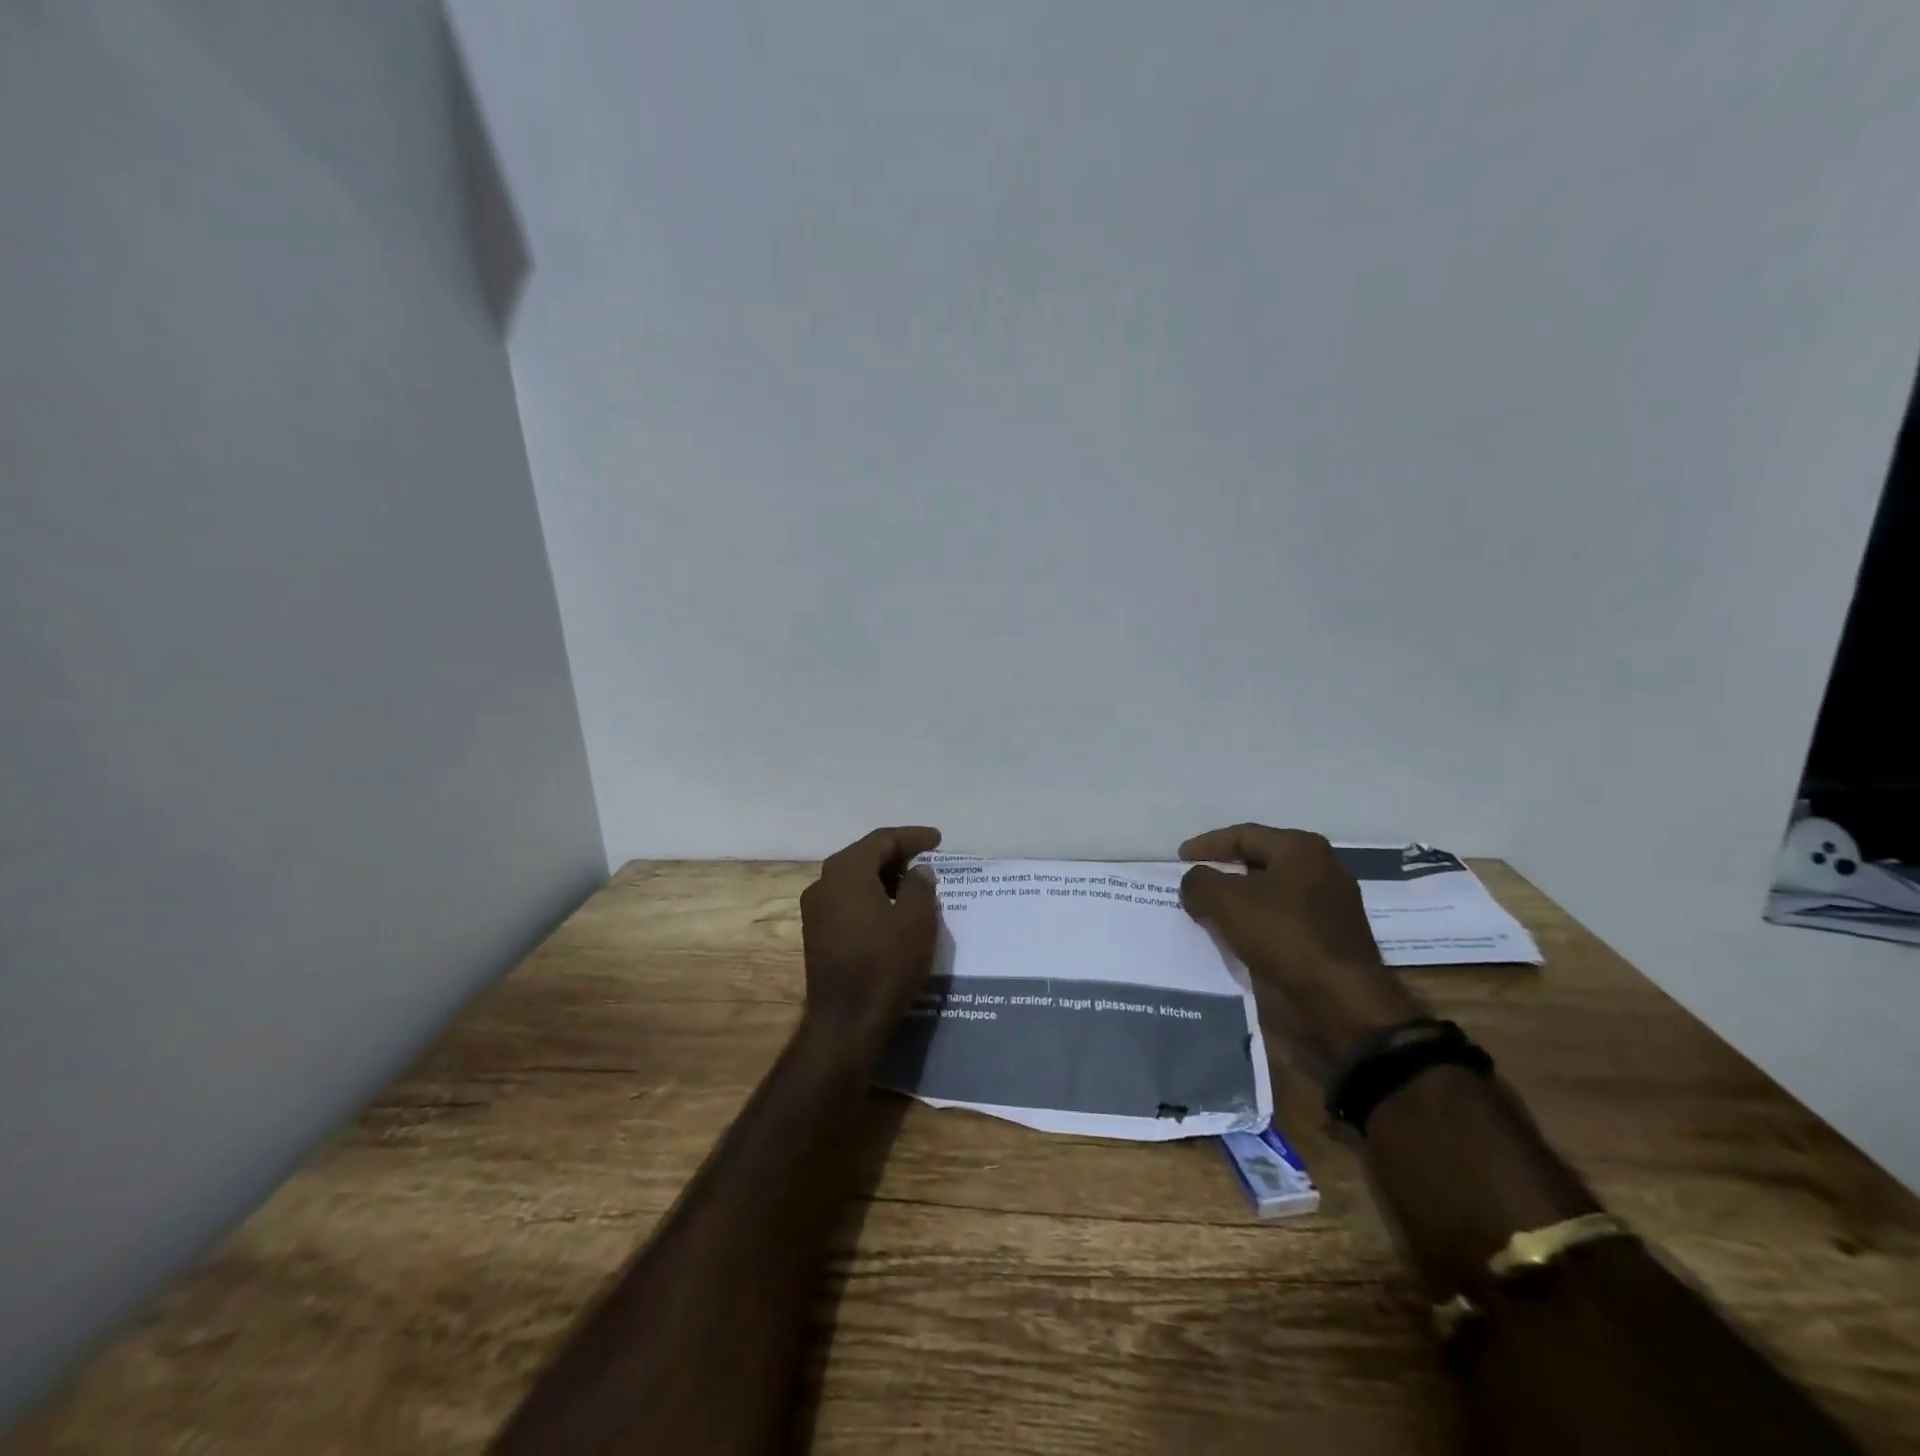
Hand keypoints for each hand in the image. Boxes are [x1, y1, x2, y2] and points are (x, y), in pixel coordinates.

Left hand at [800, 826, 942, 1053]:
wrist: (846, 1021)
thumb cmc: (885, 964)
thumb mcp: (916, 920)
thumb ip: (919, 885)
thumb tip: (918, 871)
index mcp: (845, 871)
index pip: (882, 840)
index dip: (912, 836)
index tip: (938, 839)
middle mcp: (823, 883)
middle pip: (865, 856)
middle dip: (897, 855)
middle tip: (927, 858)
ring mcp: (815, 910)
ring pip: (855, 880)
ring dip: (884, 877)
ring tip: (915, 884)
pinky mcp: (817, 934)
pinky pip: (848, 901)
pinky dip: (872, 897)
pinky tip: (893, 910)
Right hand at [1179, 824, 1424, 1079]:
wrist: (1338, 1006)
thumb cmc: (1283, 936)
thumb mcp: (1226, 900)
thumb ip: (1200, 882)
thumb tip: (1195, 881)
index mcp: (1301, 851)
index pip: (1244, 836)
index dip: (1208, 845)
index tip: (1180, 858)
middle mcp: (1319, 873)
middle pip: (1258, 865)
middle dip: (1222, 874)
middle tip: (1191, 884)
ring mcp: (1325, 912)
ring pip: (1267, 899)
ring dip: (1235, 905)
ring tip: (1202, 914)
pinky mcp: (1323, 946)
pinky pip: (1276, 928)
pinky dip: (1250, 930)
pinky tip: (1228, 941)